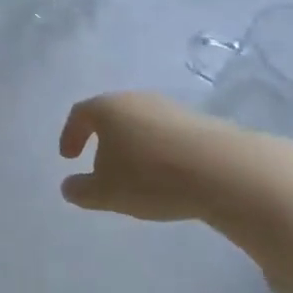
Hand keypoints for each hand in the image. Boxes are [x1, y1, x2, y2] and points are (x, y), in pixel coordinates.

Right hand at [58, 91, 291, 222]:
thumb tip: (68, 186)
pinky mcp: (199, 122)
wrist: (223, 170)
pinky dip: (159, 150)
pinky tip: (168, 174)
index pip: (80, 114)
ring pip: (141, 123)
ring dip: (133, 145)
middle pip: (111, 115)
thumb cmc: (151, 177)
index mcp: (107, 108)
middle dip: (102, 139)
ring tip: (137, 174)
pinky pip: (168, 134)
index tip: (68, 157)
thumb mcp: (107, 192)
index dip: (70, 134)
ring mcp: (170, 108)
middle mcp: (136, 99)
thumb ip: (82, 190)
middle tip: (100, 165)